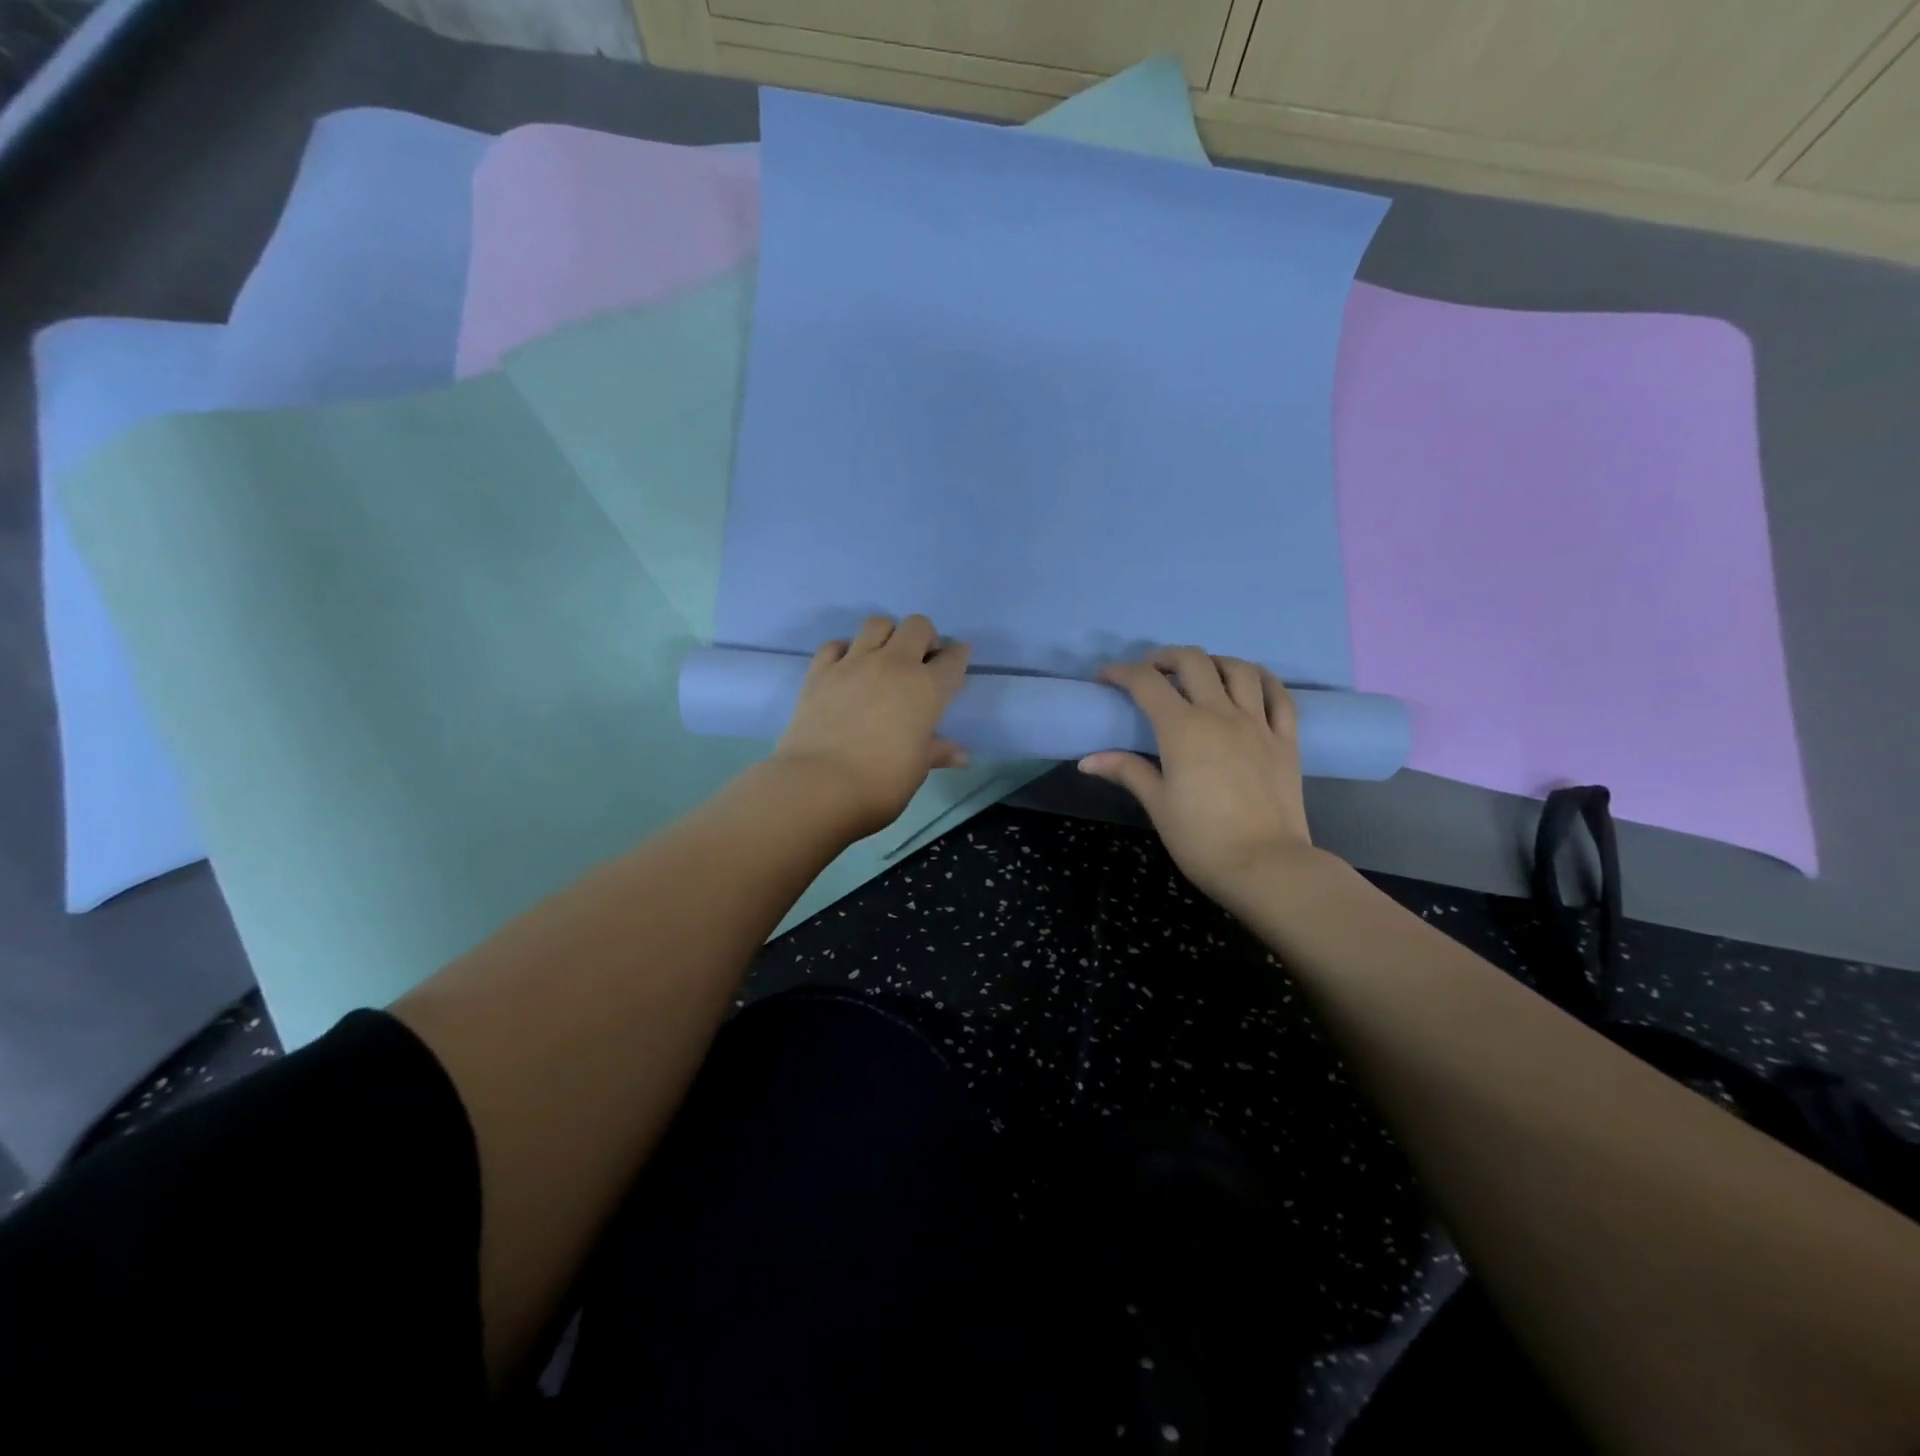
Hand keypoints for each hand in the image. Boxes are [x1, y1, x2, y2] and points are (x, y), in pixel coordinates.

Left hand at [773, 615, 970, 839]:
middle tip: (919, 661)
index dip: (958, 656)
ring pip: (877, 624)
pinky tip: (846, 669)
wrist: (819, 785)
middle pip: (917, 626)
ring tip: (883, 658)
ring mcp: (854, 663)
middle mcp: (894, 665)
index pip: (953, 659)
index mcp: (927, 689)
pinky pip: (835, 645)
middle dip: (924, 637)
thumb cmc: (880, 782)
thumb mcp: (917, 769)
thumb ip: (937, 752)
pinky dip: (844, 651)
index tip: (955, 661)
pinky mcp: (820, 671)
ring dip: (886, 635)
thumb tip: (962, 756)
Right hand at [1079, 648, 1320, 907]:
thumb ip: (1126, 771)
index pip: (1146, 683)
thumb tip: (1087, 760)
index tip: (1106, 678)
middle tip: (1151, 672)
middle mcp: (1220, 714)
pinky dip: (1262, 679)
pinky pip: (1279, 695)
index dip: (1122, 672)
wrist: (1266, 866)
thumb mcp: (1157, 804)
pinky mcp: (1286, 740)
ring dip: (1213, 662)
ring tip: (1200, 674)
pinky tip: (1250, 682)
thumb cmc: (1202, 839)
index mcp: (1182, 728)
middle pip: (1193, 662)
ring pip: (1238, 670)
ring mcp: (1258, 724)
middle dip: (1165, 657)